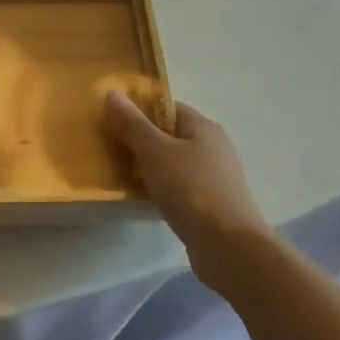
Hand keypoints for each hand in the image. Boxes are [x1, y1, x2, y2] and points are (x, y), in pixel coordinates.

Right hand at [104, 90, 269, 256]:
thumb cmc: (190, 189)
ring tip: (122, 176)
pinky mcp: (211, 203)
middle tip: (112, 150)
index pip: (167, 108)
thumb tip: (112, 93)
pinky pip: (179, 186)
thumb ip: (132, 123)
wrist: (228, 246)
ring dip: (149, 168)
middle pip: (169, 135)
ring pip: (173, 163)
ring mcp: (215, 177)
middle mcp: (213, 147)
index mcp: (203, 127)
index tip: (113, 125)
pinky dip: (161, 189)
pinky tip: (144, 199)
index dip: (139, 112)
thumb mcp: (154, 151)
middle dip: (141, 141)